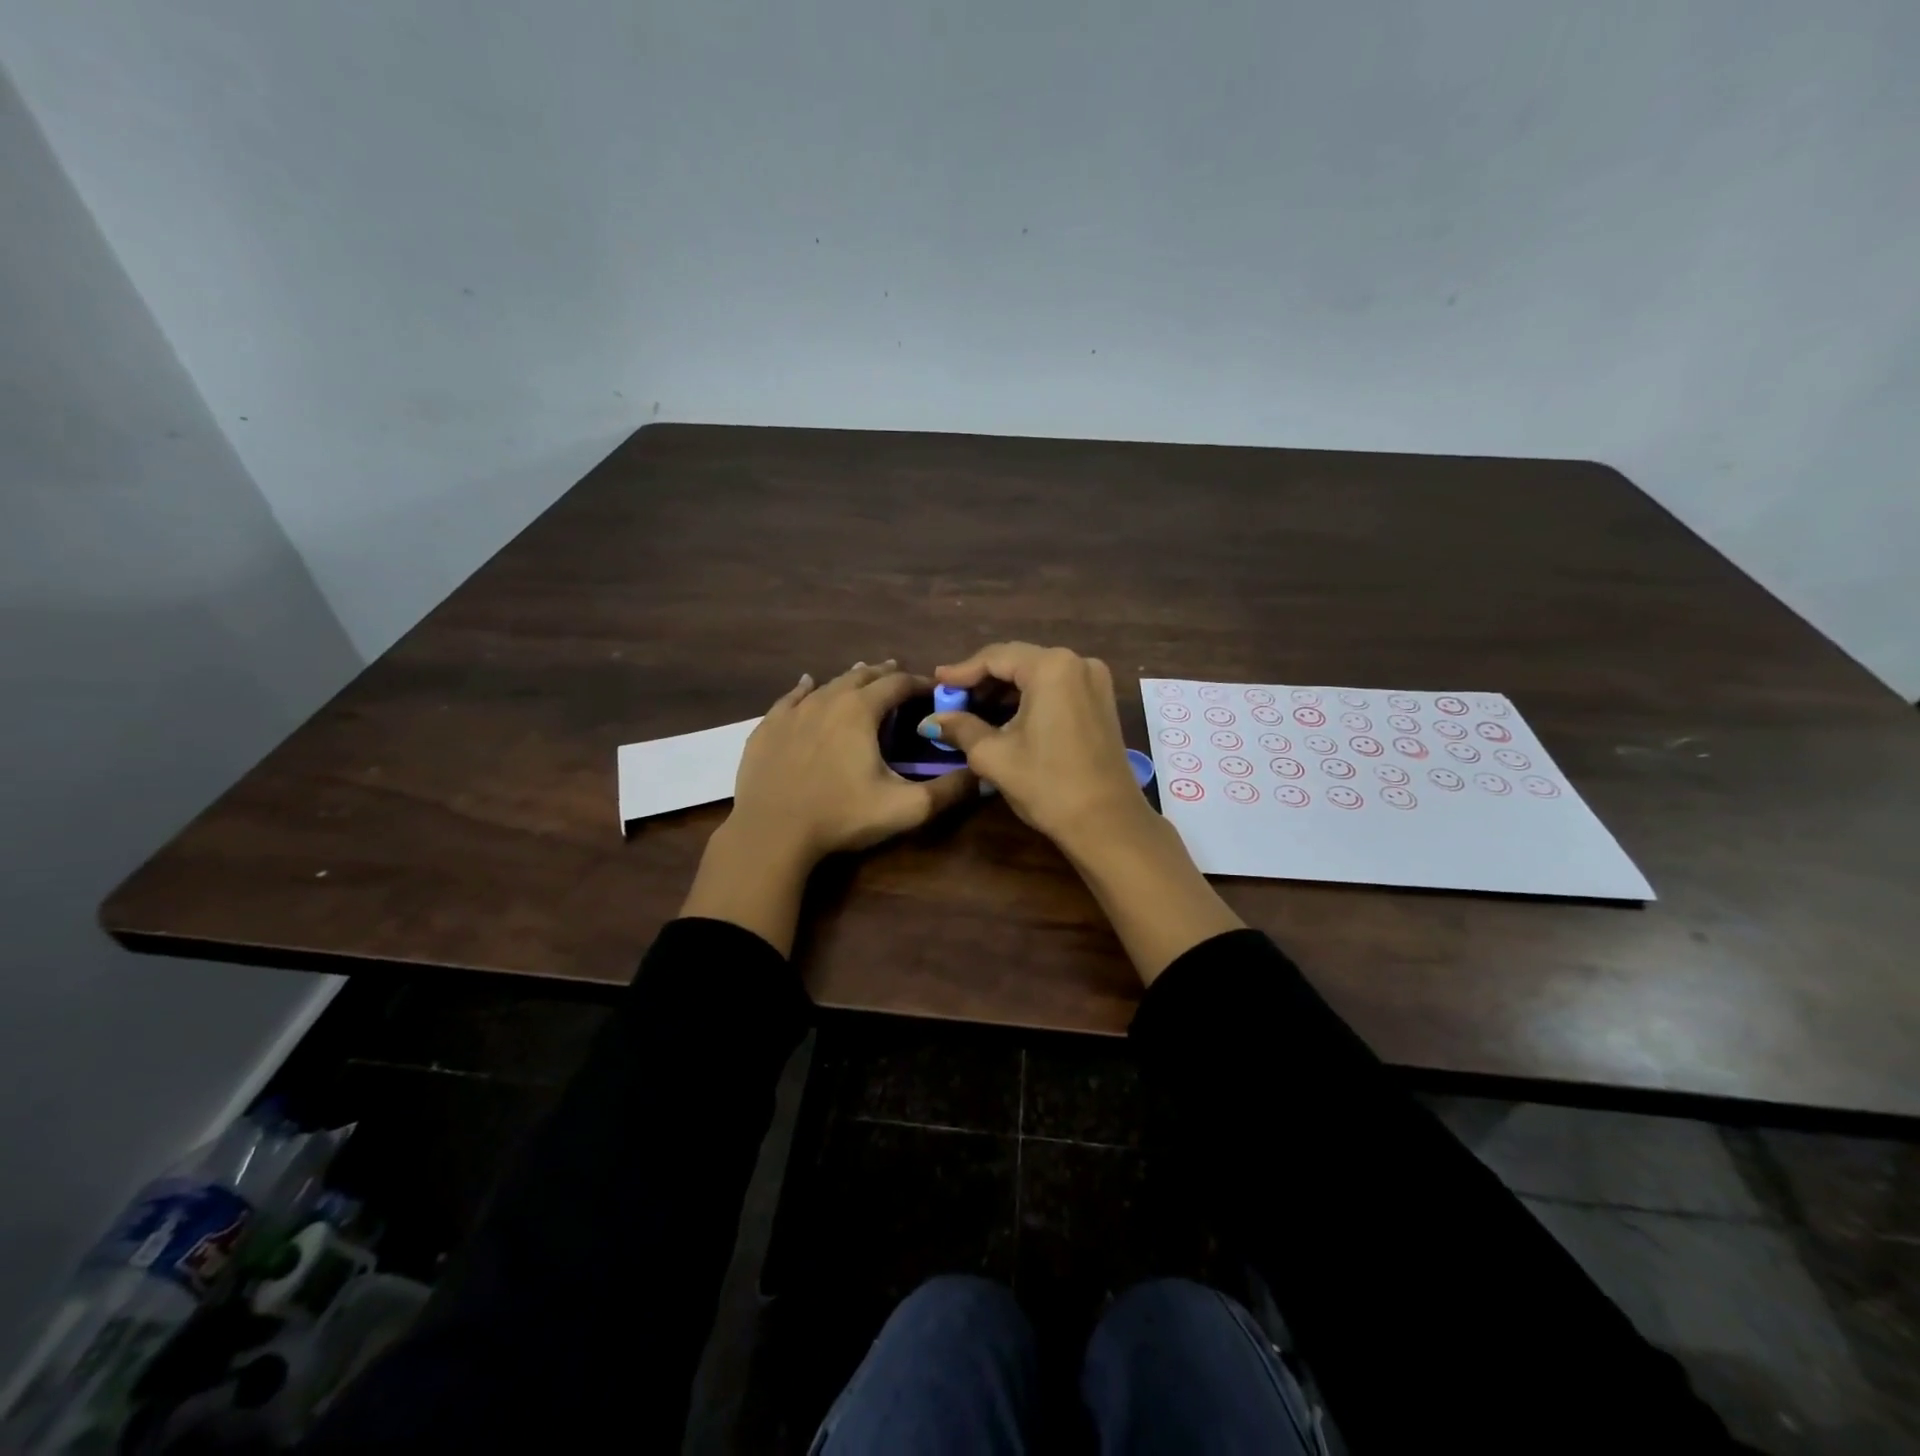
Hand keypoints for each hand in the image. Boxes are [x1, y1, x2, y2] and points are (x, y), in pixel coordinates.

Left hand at [682, 661, 976, 955]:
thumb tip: (980, 775)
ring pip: (828, 683)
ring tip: (863, 677)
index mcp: (861, 710)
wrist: (771, 833)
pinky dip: (806, 688)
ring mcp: (793, 711)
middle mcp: (827, 699)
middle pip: (862, 676)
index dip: (920, 684)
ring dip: (850, 679)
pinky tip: (807, 684)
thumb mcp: (904, 808)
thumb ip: (947, 790)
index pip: (898, 684)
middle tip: (900, 678)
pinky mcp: (768, 727)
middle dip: (885, 675)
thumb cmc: (841, 816)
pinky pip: (791, 697)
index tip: (934, 690)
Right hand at [927, 643, 1149, 852]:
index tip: (937, 682)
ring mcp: (1094, 681)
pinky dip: (1030, 697)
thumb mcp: (994, 755)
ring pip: (1038, 674)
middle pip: (1018, 661)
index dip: (962, 670)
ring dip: (1006, 689)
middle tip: (952, 697)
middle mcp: (1077, 662)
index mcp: (1051, 667)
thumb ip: (961, 728)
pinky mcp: (1102, 700)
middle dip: (983, 679)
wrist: (1107, 822)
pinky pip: (1057, 687)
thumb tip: (930, 721)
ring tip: (974, 709)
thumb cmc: (1047, 784)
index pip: (995, 657)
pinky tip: (1007, 716)